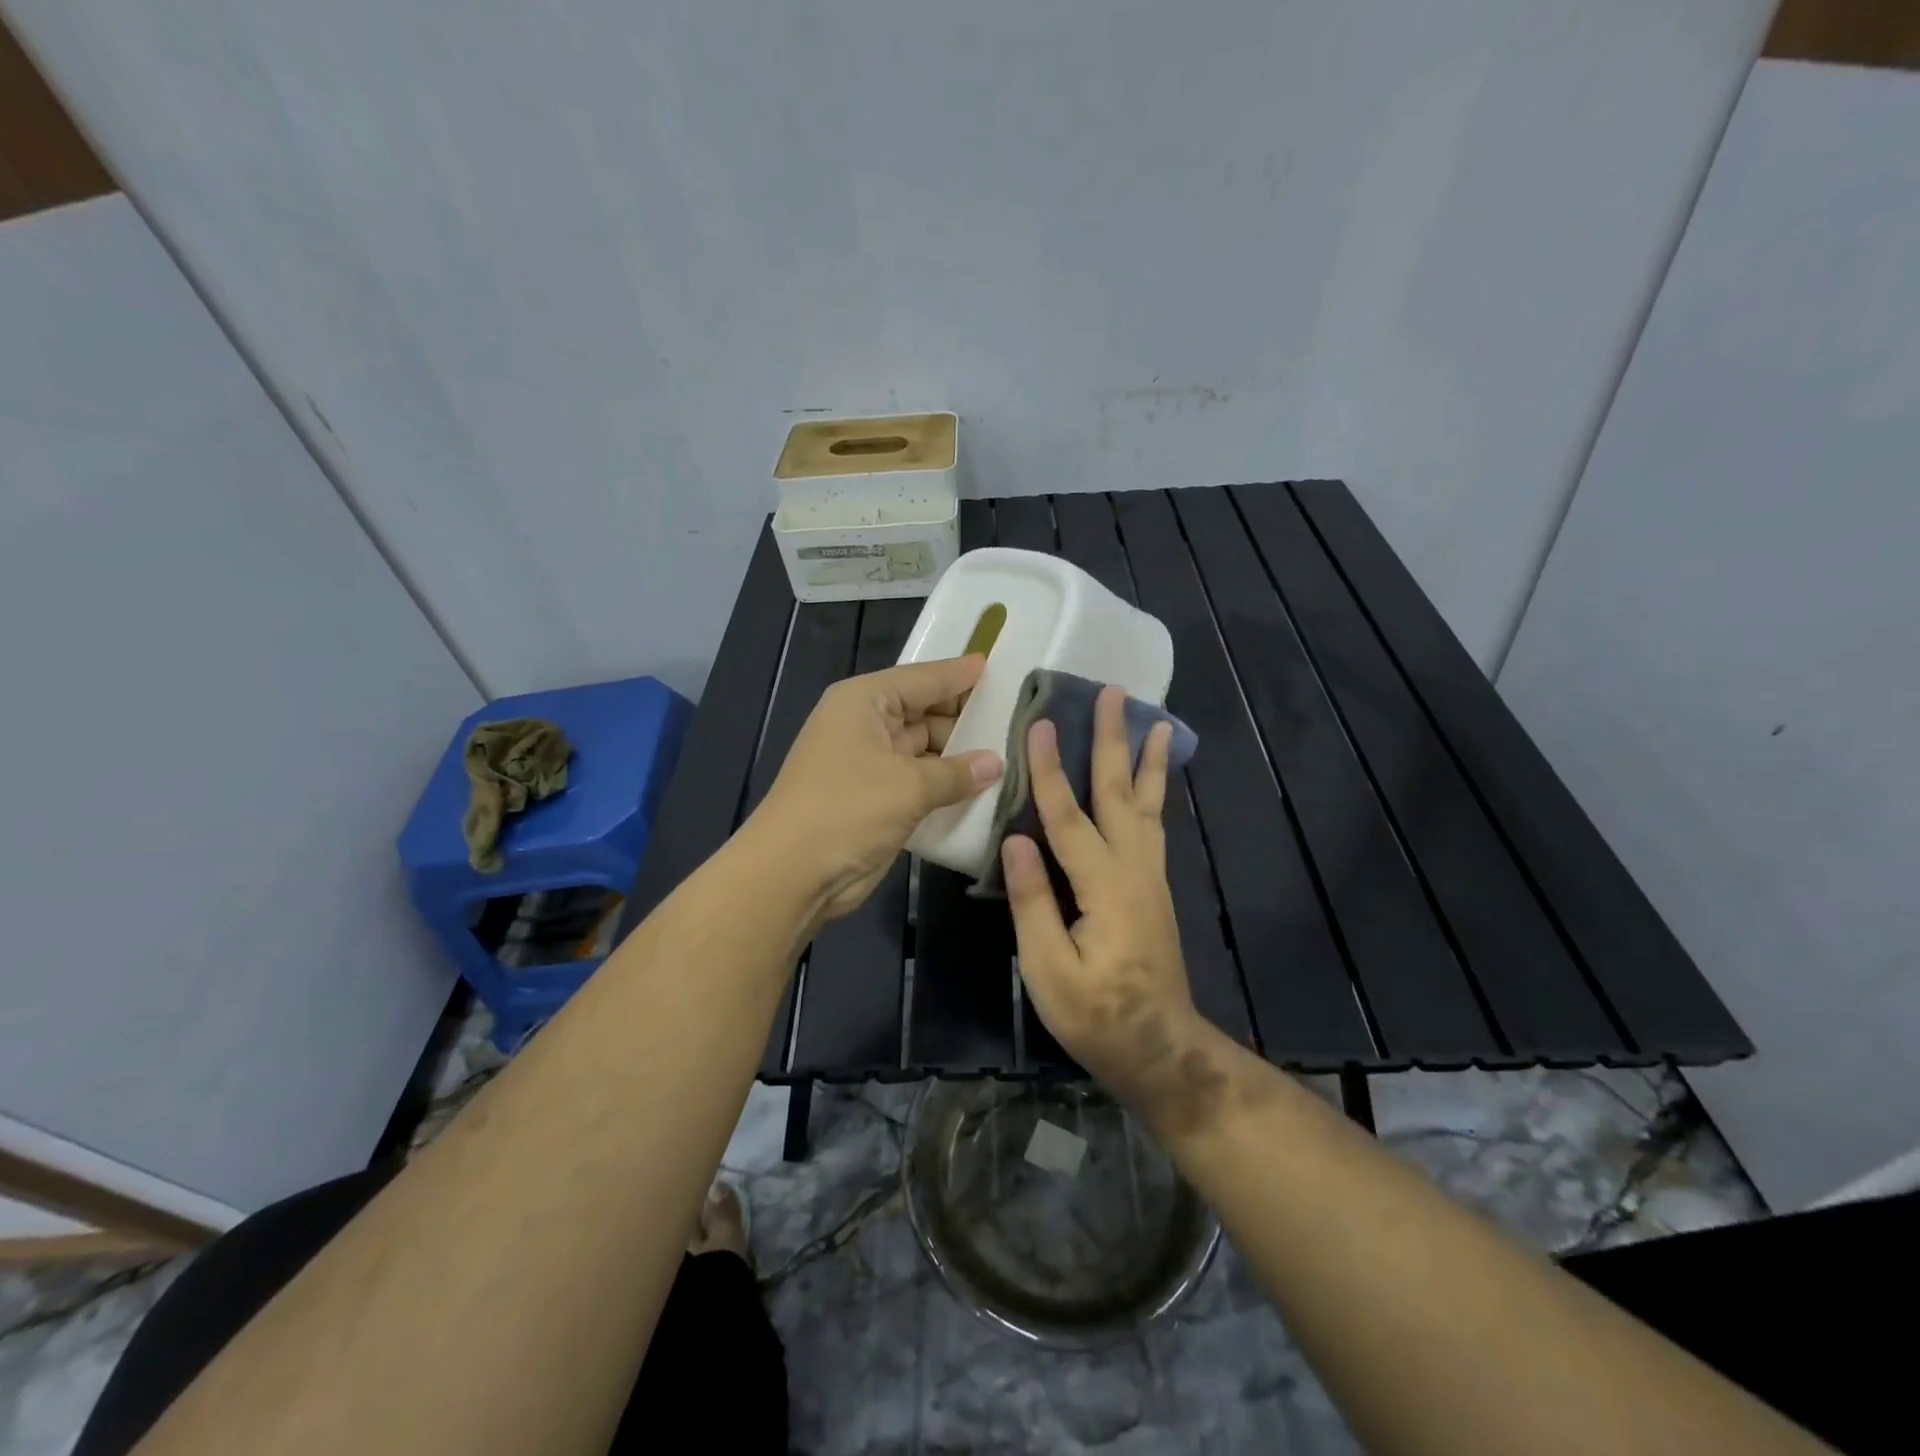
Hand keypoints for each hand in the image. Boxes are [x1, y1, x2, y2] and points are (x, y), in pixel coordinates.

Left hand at [751, 656, 1002, 919]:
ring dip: (960, 756)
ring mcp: (871, 763)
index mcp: (865, 701)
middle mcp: (866, 725)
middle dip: (966, 718)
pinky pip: (920, 781)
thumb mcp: (909, 785)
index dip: (960, 675)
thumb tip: (997, 764)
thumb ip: (957, 772)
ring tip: (1011, 752)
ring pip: (925, 749)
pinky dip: (946, 784)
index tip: (997, 666)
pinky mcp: (877, 798)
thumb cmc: (847, 810)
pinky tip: (984, 786)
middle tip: (1017, 719)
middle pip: (925, 712)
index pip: (923, 678)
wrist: (793, 873)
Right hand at [1001, 687, 1207, 1113]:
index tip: (1040, 722)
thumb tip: (1015, 839)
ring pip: (1147, 804)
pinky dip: (1154, 793)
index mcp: (1103, 885)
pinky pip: (1154, 825)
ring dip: (1146, 759)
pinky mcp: (1154, 887)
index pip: (1068, 814)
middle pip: (1119, 792)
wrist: (1159, 1047)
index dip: (1049, 768)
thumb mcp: (1048, 968)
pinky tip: (1152, 781)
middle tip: (1116, 693)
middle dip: (1113, 739)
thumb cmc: (1096, 1014)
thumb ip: (1033, 901)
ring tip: (1155, 720)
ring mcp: (1150, 875)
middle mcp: (1134, 867)